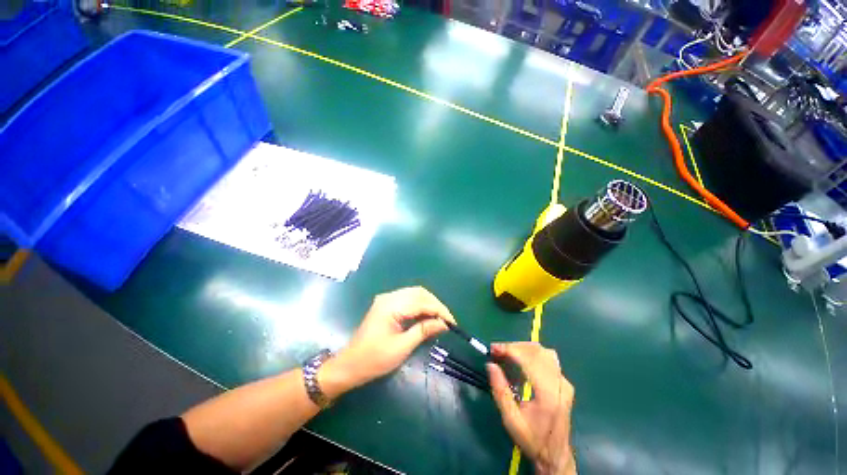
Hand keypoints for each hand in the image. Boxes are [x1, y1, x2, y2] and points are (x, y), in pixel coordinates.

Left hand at [319, 287, 455, 397]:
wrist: (350, 365)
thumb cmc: (374, 359)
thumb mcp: (402, 347)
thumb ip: (423, 331)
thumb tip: (444, 324)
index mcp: (391, 305)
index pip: (421, 302)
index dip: (439, 311)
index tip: (452, 323)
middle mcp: (389, 297)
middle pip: (419, 293)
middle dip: (436, 305)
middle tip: (447, 320)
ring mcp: (387, 299)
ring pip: (415, 294)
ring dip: (429, 304)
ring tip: (440, 318)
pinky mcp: (387, 304)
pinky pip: (408, 299)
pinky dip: (420, 305)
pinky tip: (426, 316)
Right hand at [487, 342, 576, 474]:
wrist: (556, 455)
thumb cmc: (532, 439)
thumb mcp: (511, 420)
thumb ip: (500, 391)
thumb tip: (490, 365)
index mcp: (547, 394)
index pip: (529, 359)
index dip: (509, 349)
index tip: (493, 348)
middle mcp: (560, 384)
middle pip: (537, 351)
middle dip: (514, 346)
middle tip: (497, 350)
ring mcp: (565, 382)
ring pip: (544, 352)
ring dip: (524, 348)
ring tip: (508, 353)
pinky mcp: (565, 383)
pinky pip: (549, 359)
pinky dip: (533, 354)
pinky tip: (523, 360)